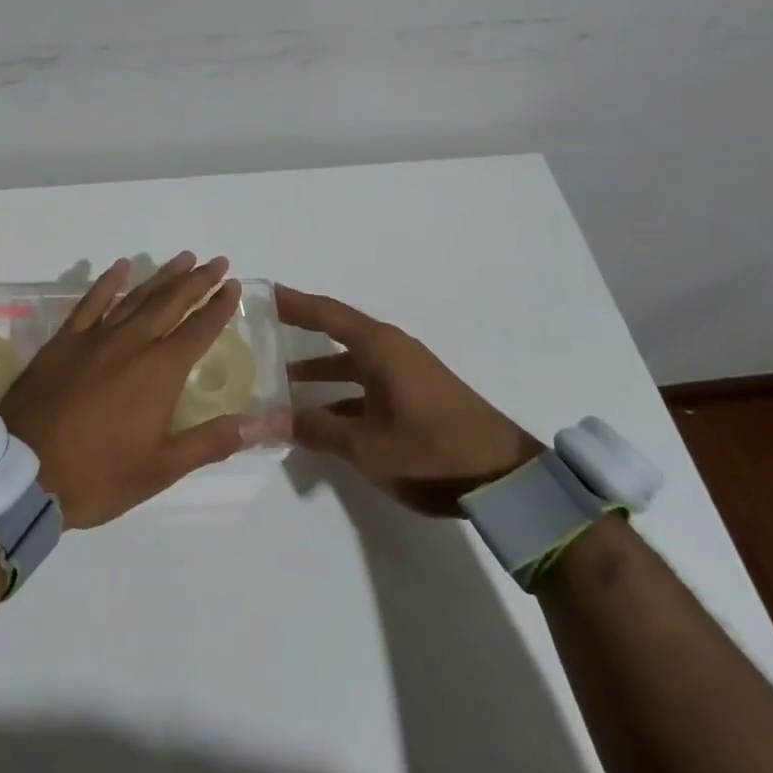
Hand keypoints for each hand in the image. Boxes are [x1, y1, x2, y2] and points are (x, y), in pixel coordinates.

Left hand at [0, 253, 269, 528]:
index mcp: (159, 372)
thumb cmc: (98, 475)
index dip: (218, 307)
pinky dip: (107, 282)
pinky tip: (120, 267)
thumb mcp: (161, 468)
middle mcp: (132, 343)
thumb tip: (260, 424)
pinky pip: (89, 302)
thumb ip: (211, 441)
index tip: (232, 286)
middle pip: (171, 303)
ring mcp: (95, 337)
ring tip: (184, 258)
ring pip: (136, 296)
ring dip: (162, 276)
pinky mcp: (64, 340)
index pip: (198, 329)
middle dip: (197, 281)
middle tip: (217, 261)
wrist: (23, 473)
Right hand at [278, 284, 542, 514]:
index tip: (266, 292)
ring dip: (322, 369)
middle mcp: (393, 351)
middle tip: (266, 331)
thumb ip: (317, 430)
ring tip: (285, 381)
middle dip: (303, 332)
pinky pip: (369, 384)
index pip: (327, 314)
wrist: (505, 480)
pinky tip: (325, 417)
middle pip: (339, 332)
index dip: (295, 303)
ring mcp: (408, 374)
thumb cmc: (432, 450)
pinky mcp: (418, 397)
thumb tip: (269, 420)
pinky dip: (344, 393)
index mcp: (380, 348)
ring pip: (354, 362)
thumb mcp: (368, 446)